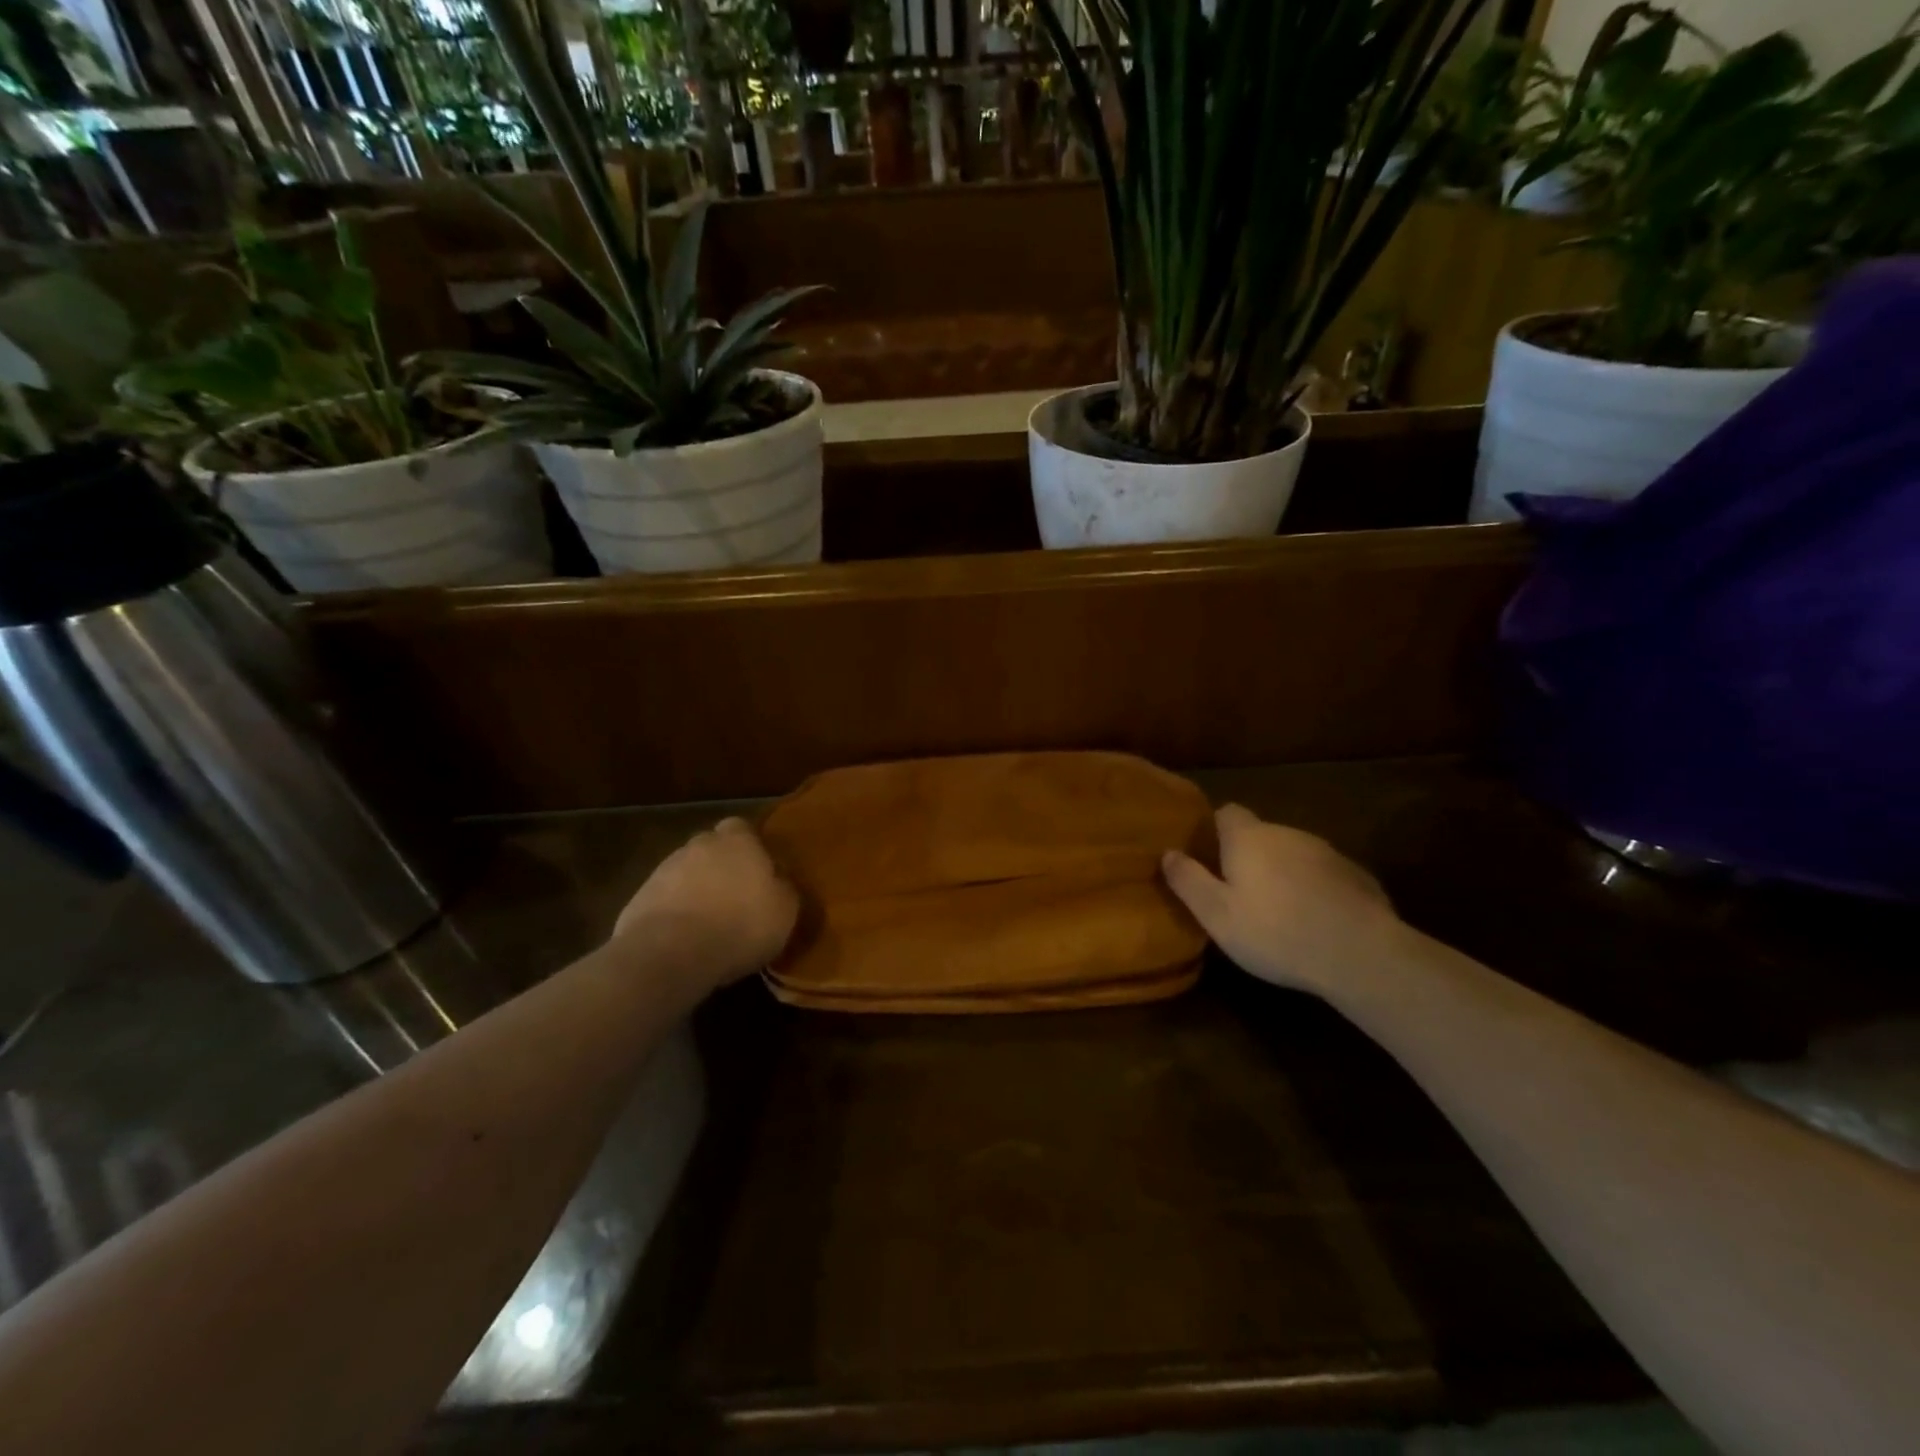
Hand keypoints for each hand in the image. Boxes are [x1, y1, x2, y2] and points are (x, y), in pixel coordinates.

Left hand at [612, 818, 798, 995]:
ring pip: (685, 873)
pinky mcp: (639, 899)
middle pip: (711, 848)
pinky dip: (673, 912)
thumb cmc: (740, 925)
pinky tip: (683, 939)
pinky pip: (663, 900)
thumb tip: (777, 881)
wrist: (670, 954)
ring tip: (708, 923)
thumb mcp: (785, 910)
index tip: (758, 870)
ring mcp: (663, 870)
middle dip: (720, 866)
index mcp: (737, 841)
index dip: (749, 846)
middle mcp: (699, 846)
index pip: (741, 827)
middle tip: (734, 896)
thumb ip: (782, 887)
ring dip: (695, 890)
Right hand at [1162, 804, 1401, 999]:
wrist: (1362, 955)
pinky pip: (1323, 875)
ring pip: (1293, 854)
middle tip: (1238, 893)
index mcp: (1249, 838)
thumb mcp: (1217, 915)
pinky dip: (1314, 889)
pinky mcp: (1357, 876)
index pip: (1226, 812)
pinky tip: (1315, 921)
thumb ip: (1188, 880)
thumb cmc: (1276, 933)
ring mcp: (1327, 852)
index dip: (1215, 830)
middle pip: (1260, 834)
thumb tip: (1168, 853)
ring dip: (1282, 873)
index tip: (1208, 856)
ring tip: (1278, 912)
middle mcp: (1287, 833)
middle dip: (1248, 856)